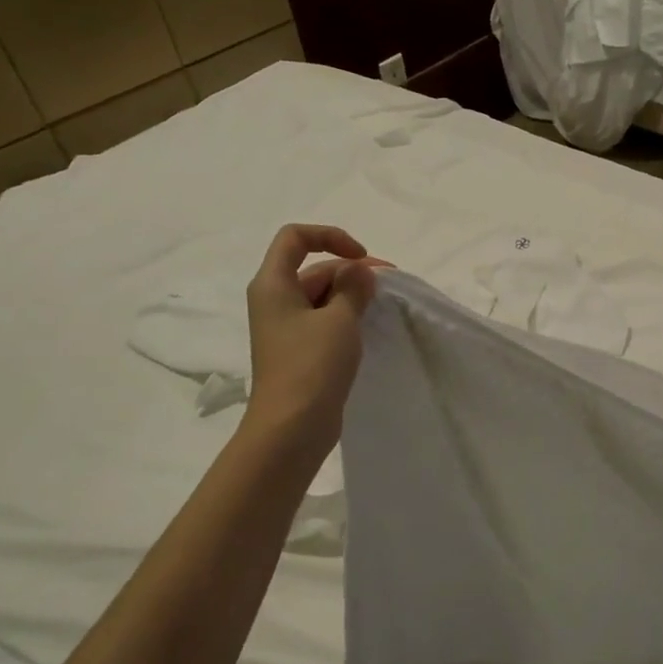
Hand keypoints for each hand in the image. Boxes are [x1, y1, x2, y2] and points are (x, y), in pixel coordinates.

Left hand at [243, 224, 380, 434]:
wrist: (292, 427)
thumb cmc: (311, 365)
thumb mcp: (340, 319)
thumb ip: (353, 287)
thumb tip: (359, 272)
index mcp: (273, 285)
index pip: (296, 238)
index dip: (331, 237)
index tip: (361, 258)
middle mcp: (275, 300)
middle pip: (313, 268)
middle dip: (351, 270)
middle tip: (389, 285)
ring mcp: (286, 327)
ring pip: (322, 295)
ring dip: (352, 294)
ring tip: (383, 307)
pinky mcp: (299, 350)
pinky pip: (324, 319)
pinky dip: (346, 316)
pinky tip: (369, 327)